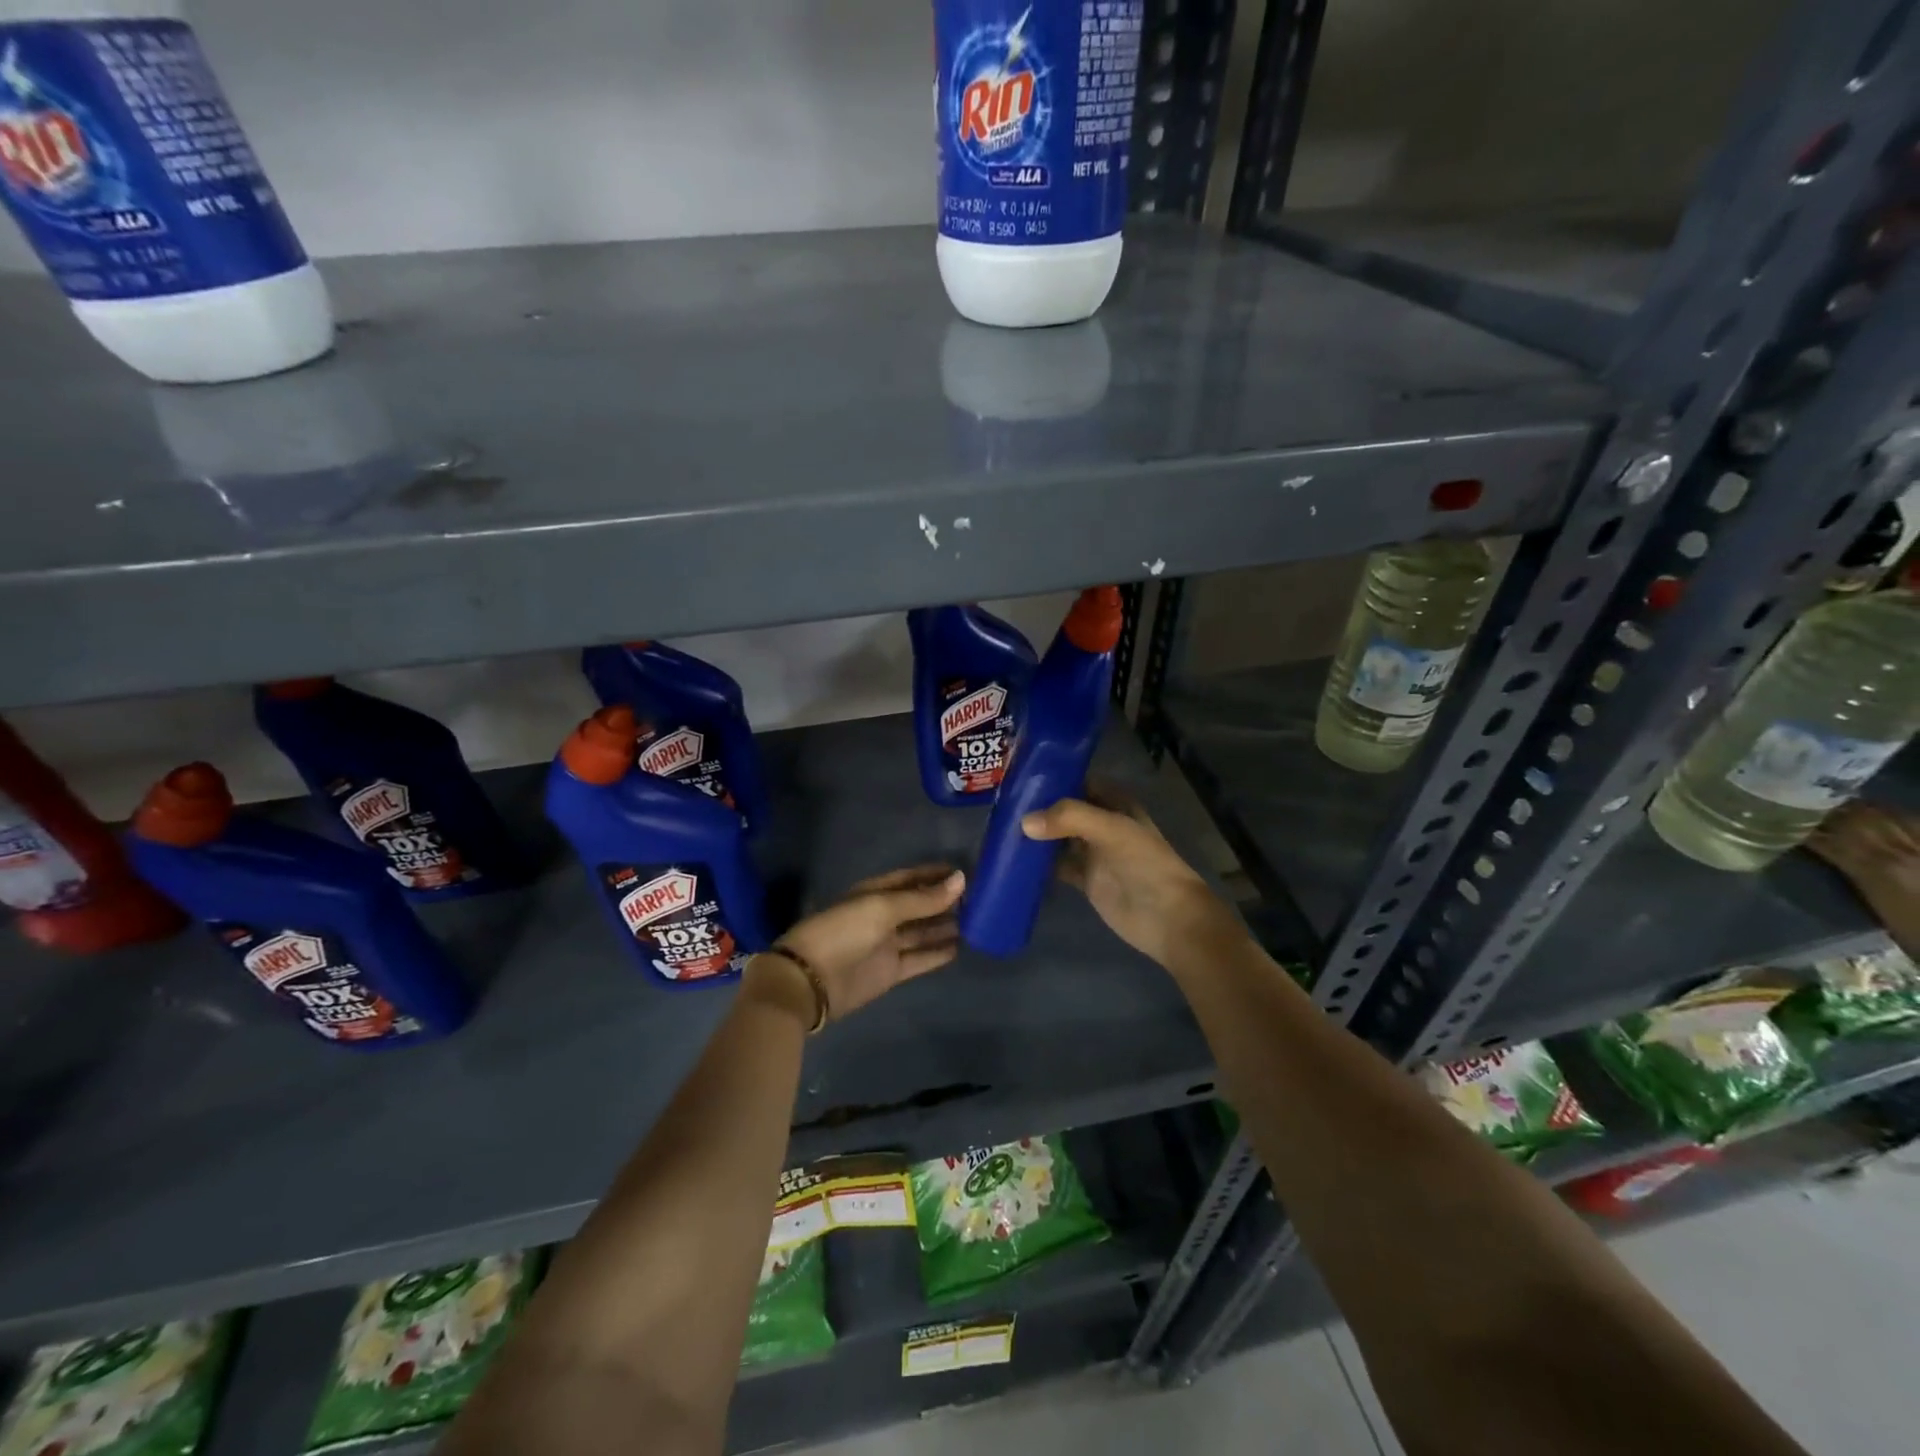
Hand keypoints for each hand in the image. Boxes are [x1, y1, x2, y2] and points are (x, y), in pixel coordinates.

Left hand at [767, 864, 965, 1023]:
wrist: (809, 982)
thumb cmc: (843, 932)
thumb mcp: (883, 908)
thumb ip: (923, 898)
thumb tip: (961, 879)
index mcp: (874, 893)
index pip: (910, 878)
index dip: (935, 875)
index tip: (965, 872)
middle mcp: (882, 916)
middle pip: (918, 905)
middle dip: (944, 901)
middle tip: (979, 898)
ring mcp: (886, 945)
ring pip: (922, 932)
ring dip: (945, 926)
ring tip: (978, 920)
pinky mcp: (890, 972)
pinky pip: (920, 958)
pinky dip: (938, 953)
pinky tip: (961, 947)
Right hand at [1020, 782, 1232, 967]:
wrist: (1167, 917)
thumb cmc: (1145, 864)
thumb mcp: (1111, 829)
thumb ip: (1070, 818)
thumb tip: (1024, 822)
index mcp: (1115, 803)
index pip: (1079, 781)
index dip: (1054, 777)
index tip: (1019, 776)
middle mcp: (1102, 824)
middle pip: (1065, 809)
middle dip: (1039, 806)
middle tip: (1001, 802)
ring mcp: (1093, 852)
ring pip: (1058, 837)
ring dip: (1036, 834)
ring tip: (999, 826)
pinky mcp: (1085, 879)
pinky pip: (1056, 865)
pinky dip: (1038, 863)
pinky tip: (1013, 858)